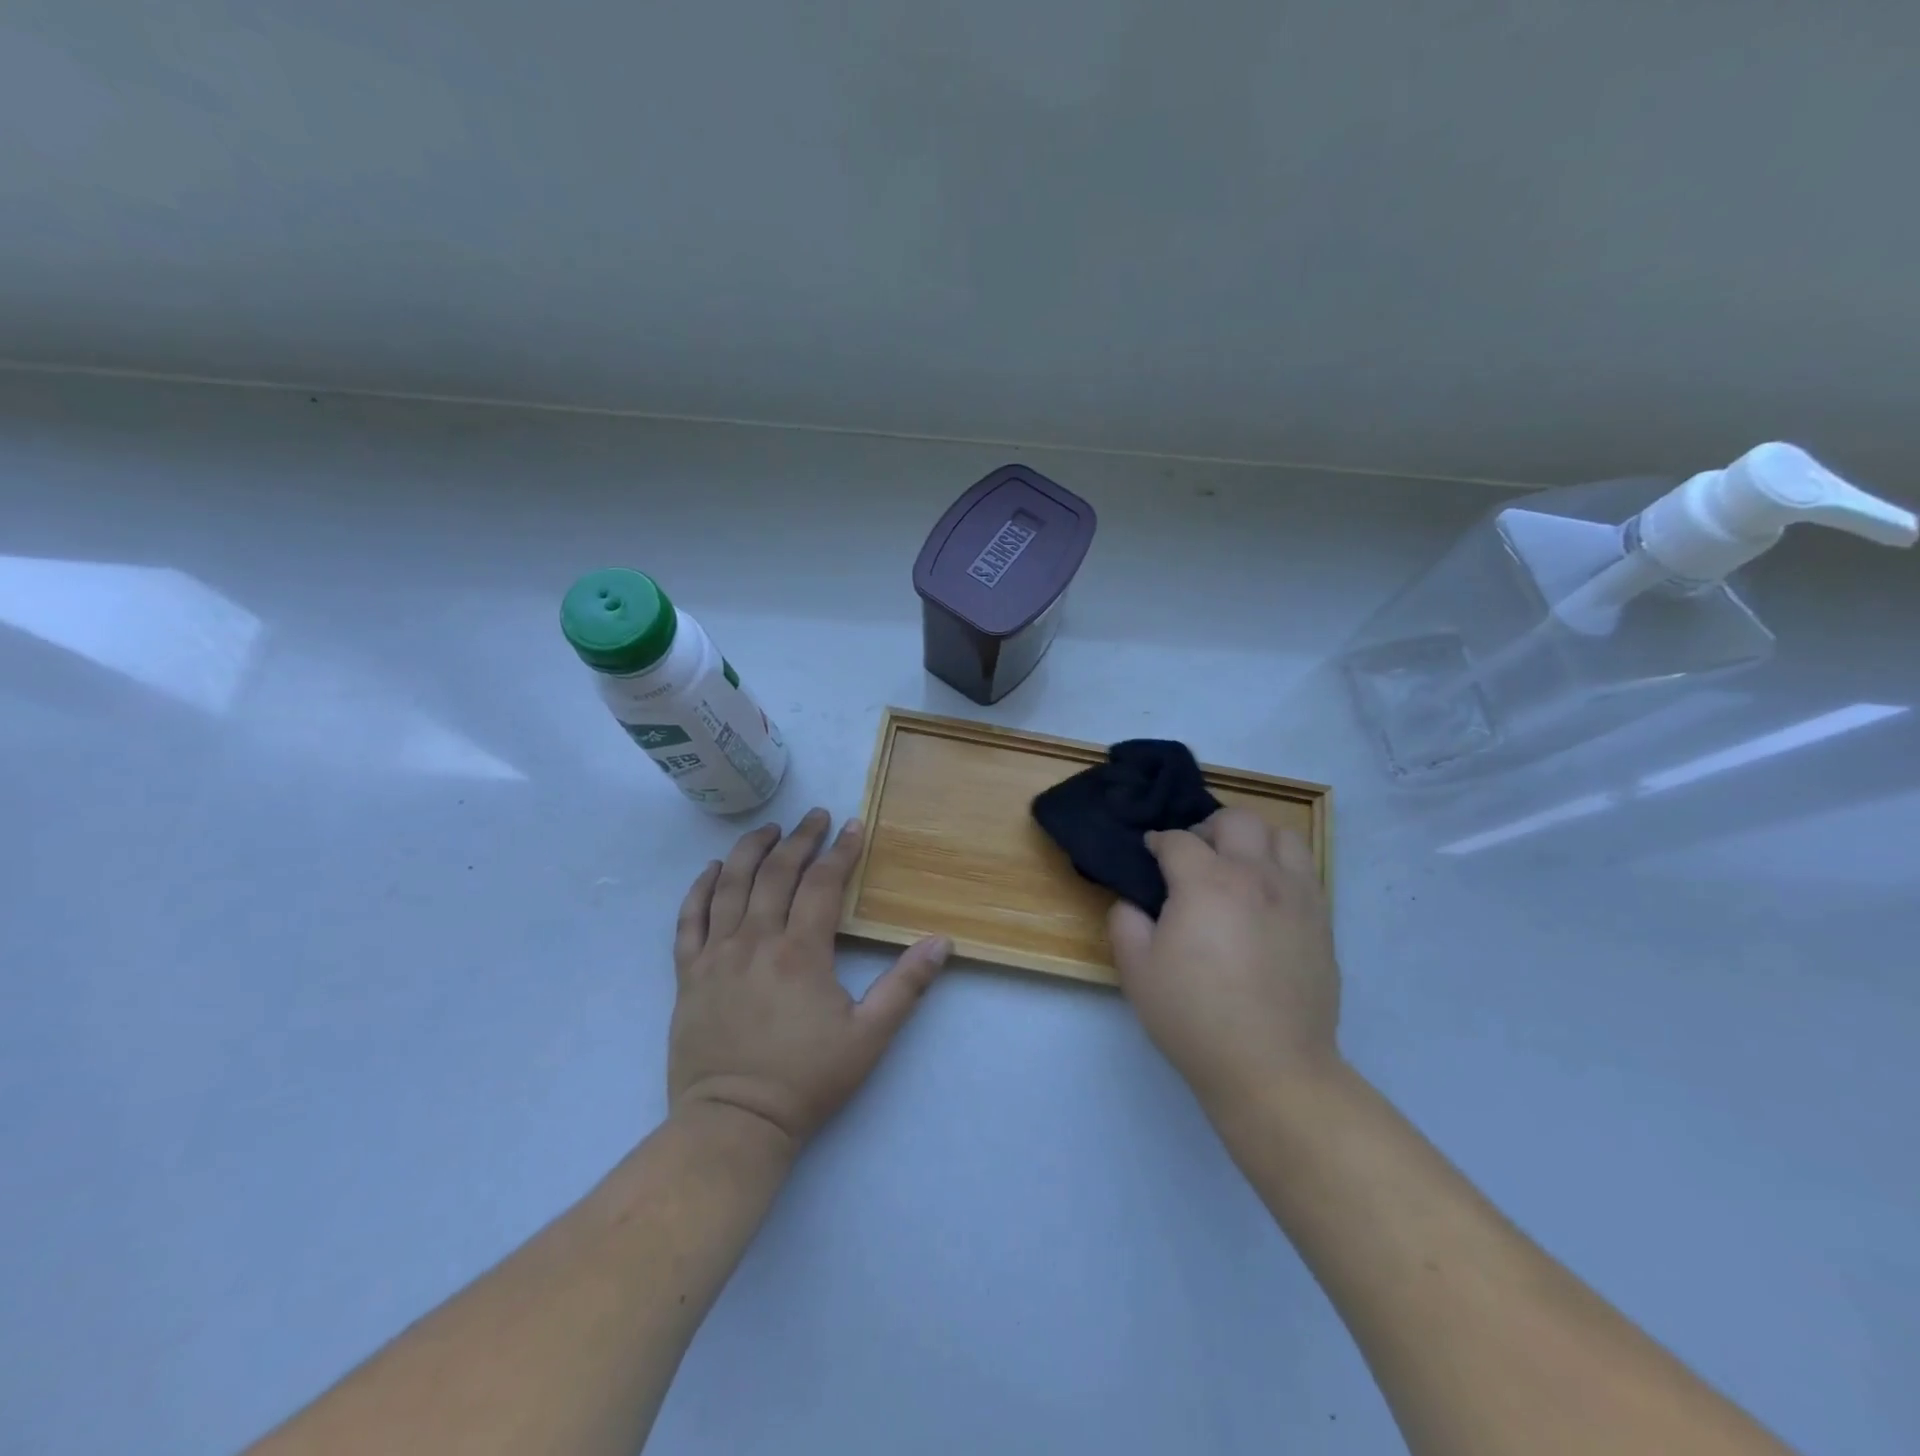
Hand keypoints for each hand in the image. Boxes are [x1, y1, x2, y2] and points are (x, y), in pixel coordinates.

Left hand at [667, 808, 951, 1150]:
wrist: (734, 1124)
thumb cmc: (806, 1080)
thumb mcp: (869, 1036)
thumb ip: (906, 986)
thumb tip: (942, 942)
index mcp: (801, 952)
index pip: (823, 884)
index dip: (840, 851)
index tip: (853, 827)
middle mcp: (756, 940)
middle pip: (777, 873)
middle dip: (800, 839)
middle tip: (815, 816)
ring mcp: (716, 954)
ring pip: (731, 885)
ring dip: (751, 850)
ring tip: (769, 829)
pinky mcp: (689, 974)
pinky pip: (690, 918)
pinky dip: (701, 888)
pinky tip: (714, 870)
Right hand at [1108, 808, 1340, 1114]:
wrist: (1271, 1067)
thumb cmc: (1194, 1017)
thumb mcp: (1137, 972)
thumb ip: (1126, 924)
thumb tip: (1133, 902)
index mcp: (1207, 883)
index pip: (1179, 840)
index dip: (1158, 842)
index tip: (1149, 853)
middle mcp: (1256, 876)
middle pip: (1236, 821)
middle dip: (1208, 828)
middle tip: (1195, 856)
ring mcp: (1297, 897)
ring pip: (1282, 836)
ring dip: (1254, 840)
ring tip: (1238, 867)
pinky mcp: (1321, 922)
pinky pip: (1306, 871)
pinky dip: (1282, 868)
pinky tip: (1266, 898)